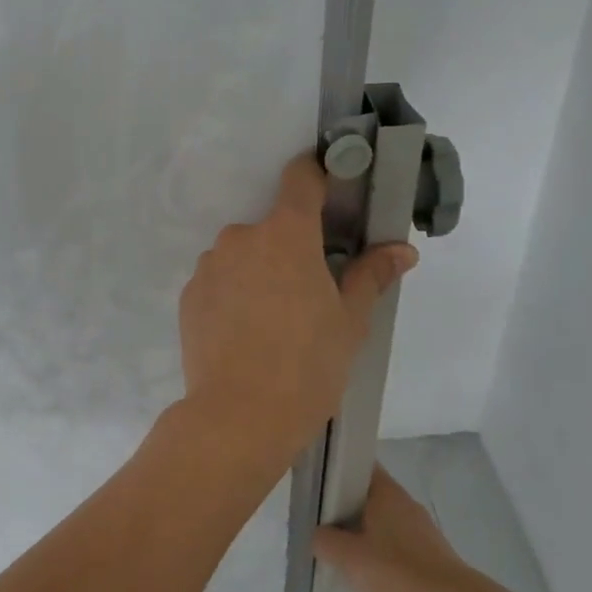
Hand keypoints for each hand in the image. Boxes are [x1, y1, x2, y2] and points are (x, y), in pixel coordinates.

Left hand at [178, 154, 416, 469]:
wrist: (239, 416)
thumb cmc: (307, 365)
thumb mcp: (350, 322)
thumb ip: (370, 276)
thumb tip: (401, 250)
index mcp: (286, 234)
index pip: (300, 178)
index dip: (318, 176)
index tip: (332, 191)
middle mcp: (241, 238)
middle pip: (272, 227)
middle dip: (292, 248)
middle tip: (310, 290)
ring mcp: (209, 266)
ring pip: (243, 255)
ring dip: (259, 272)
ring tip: (274, 321)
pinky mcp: (189, 296)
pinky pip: (219, 281)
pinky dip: (234, 294)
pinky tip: (246, 334)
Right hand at [312, 467, 467, 591]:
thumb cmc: (396, 572)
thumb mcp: (348, 557)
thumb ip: (324, 541)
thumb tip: (319, 534)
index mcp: (385, 491)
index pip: (358, 465)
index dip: (335, 470)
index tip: (316, 485)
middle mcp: (404, 502)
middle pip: (367, 494)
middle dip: (344, 507)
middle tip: (320, 524)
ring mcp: (419, 528)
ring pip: (380, 520)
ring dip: (361, 532)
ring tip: (340, 552)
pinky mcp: (429, 552)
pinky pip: (395, 543)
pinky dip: (379, 552)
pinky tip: (368, 573)